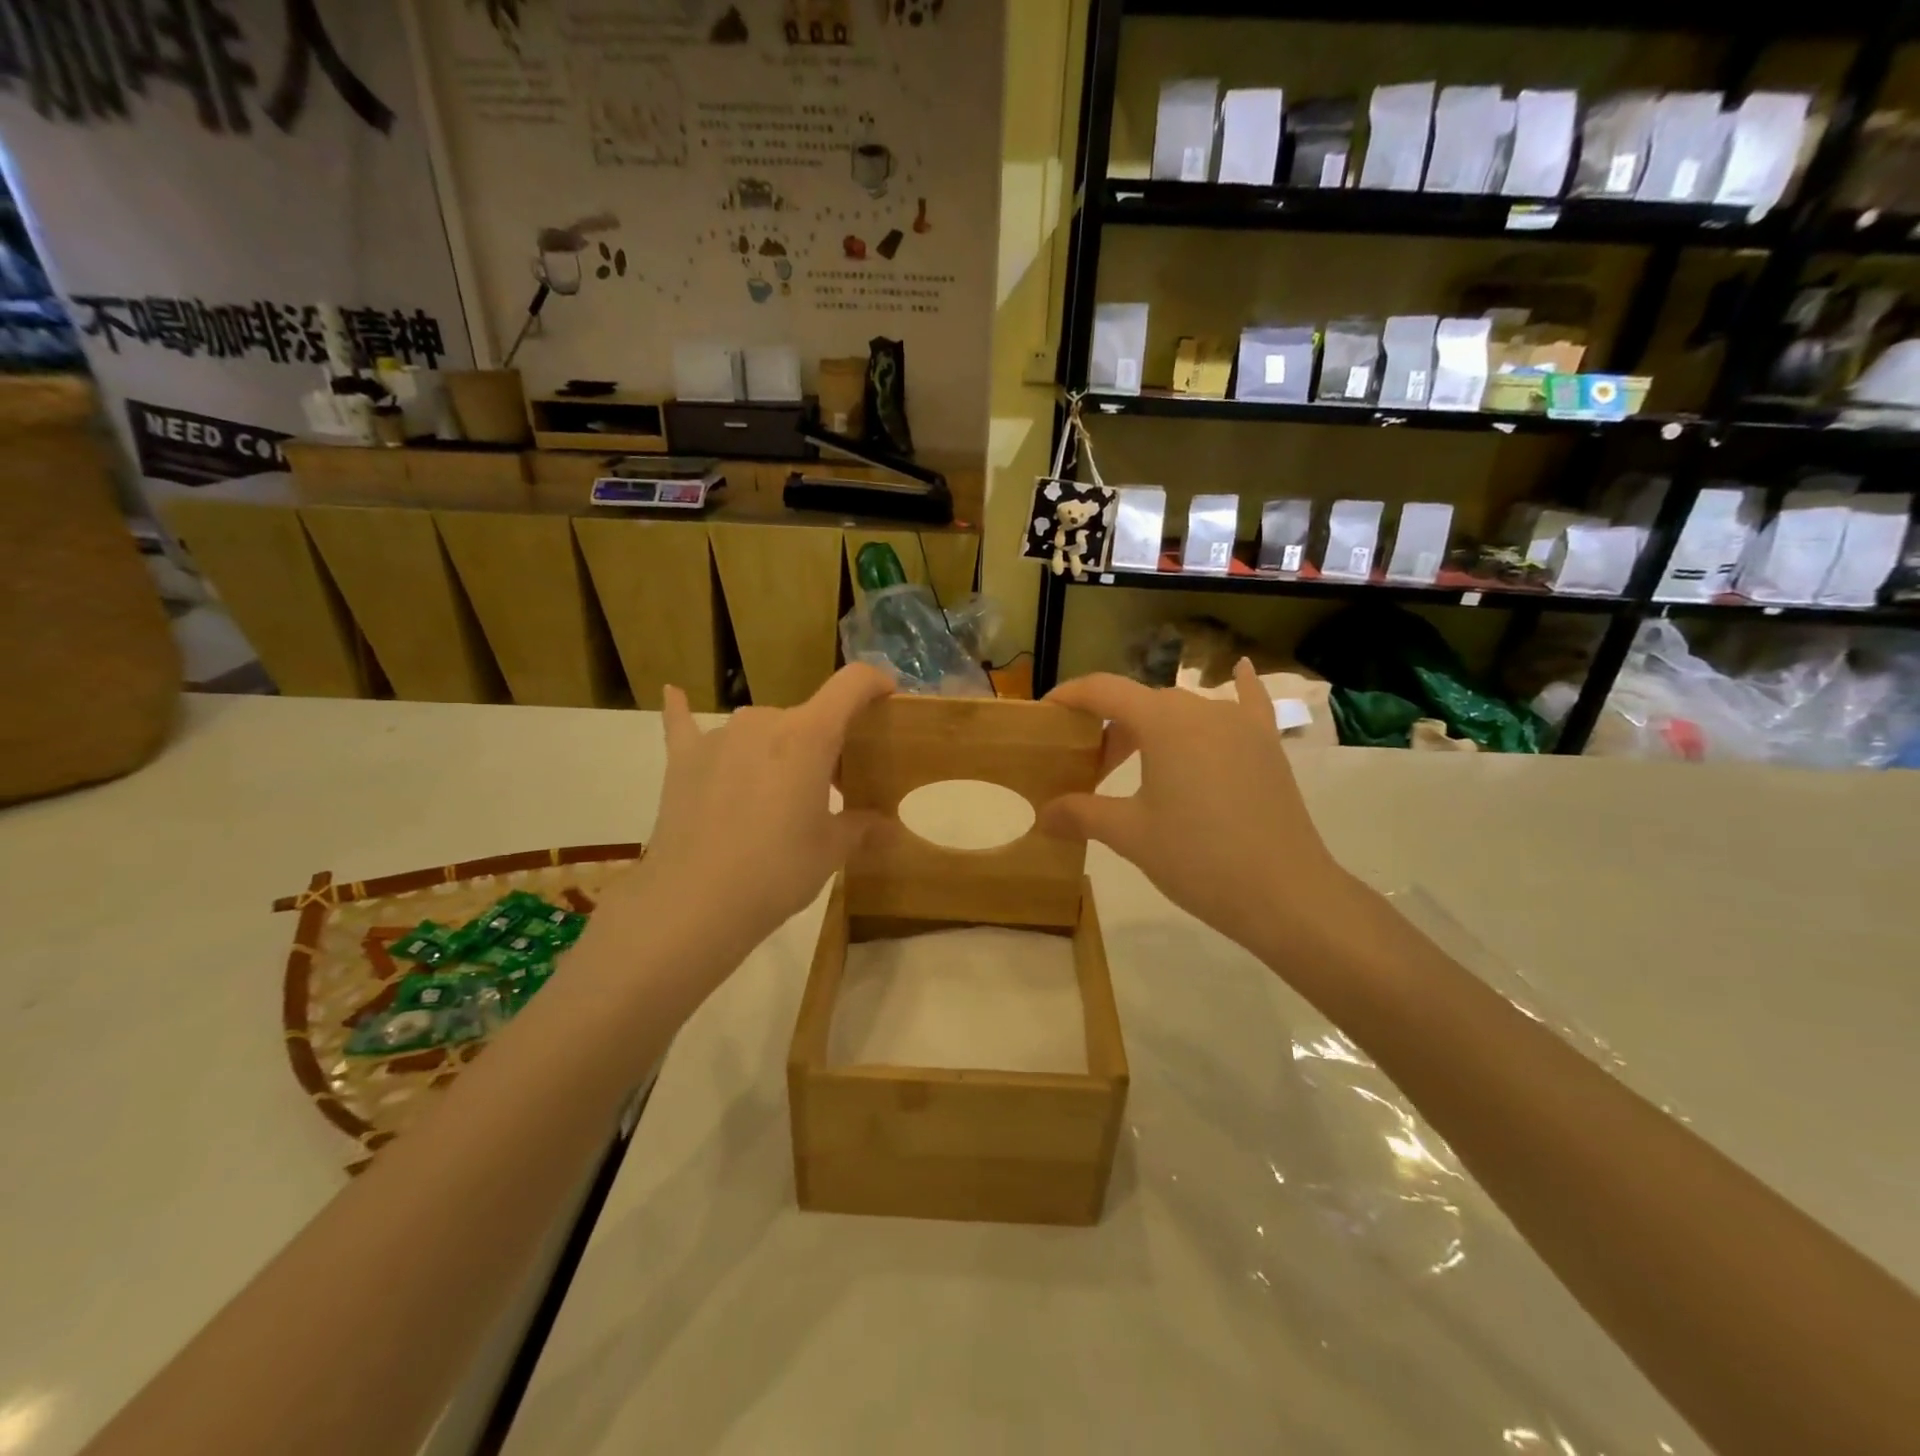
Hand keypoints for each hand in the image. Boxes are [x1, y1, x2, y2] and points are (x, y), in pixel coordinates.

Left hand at [592, 666, 892, 978]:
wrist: (693, 903)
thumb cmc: (776, 872)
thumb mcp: (830, 851)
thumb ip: (860, 827)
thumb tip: (886, 826)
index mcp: (809, 736)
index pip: (851, 685)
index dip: (875, 682)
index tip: (888, 696)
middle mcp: (764, 721)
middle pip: (807, 718)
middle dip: (825, 745)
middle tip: (832, 789)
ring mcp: (719, 737)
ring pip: (762, 729)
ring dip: (778, 749)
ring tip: (776, 793)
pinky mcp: (683, 759)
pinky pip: (686, 725)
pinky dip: (684, 711)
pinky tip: (674, 693)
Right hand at [1041, 660, 1363, 959]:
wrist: (1285, 893)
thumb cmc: (1198, 858)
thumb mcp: (1130, 835)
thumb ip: (1081, 814)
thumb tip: (1043, 815)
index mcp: (1164, 722)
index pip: (1104, 690)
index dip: (1070, 696)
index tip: (1045, 714)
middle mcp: (1203, 709)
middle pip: (1142, 702)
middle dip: (1109, 726)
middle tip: (1089, 767)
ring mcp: (1241, 725)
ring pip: (1183, 710)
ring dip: (1152, 726)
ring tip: (1135, 760)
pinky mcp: (1267, 746)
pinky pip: (1247, 705)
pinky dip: (1238, 688)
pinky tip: (1241, 669)